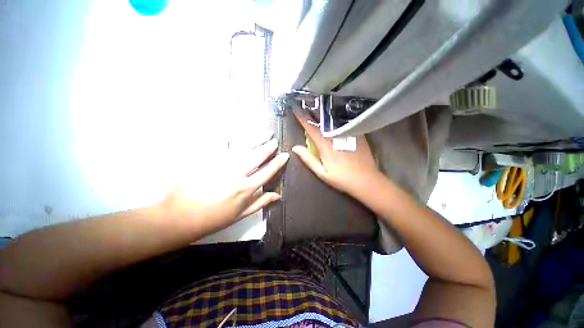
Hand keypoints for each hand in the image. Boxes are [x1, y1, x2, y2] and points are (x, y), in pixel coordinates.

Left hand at [161, 138, 288, 232]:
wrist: (179, 216)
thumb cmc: (213, 219)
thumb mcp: (240, 214)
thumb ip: (260, 202)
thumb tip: (277, 195)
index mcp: (246, 189)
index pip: (267, 171)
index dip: (278, 163)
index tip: (285, 155)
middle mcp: (236, 174)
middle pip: (257, 156)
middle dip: (268, 147)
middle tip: (275, 141)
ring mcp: (221, 164)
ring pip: (243, 148)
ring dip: (256, 140)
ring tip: (265, 133)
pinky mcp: (208, 159)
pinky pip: (224, 145)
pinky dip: (235, 139)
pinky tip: (242, 134)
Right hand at [292, 111, 377, 194]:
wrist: (366, 180)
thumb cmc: (341, 178)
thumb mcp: (322, 173)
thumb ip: (308, 159)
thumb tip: (295, 148)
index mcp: (325, 145)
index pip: (311, 128)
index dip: (303, 118)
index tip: (296, 109)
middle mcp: (336, 136)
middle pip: (323, 121)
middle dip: (313, 111)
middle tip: (306, 102)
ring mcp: (348, 134)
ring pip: (334, 120)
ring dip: (324, 112)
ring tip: (318, 105)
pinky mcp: (357, 134)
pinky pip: (345, 122)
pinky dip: (338, 117)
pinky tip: (335, 112)